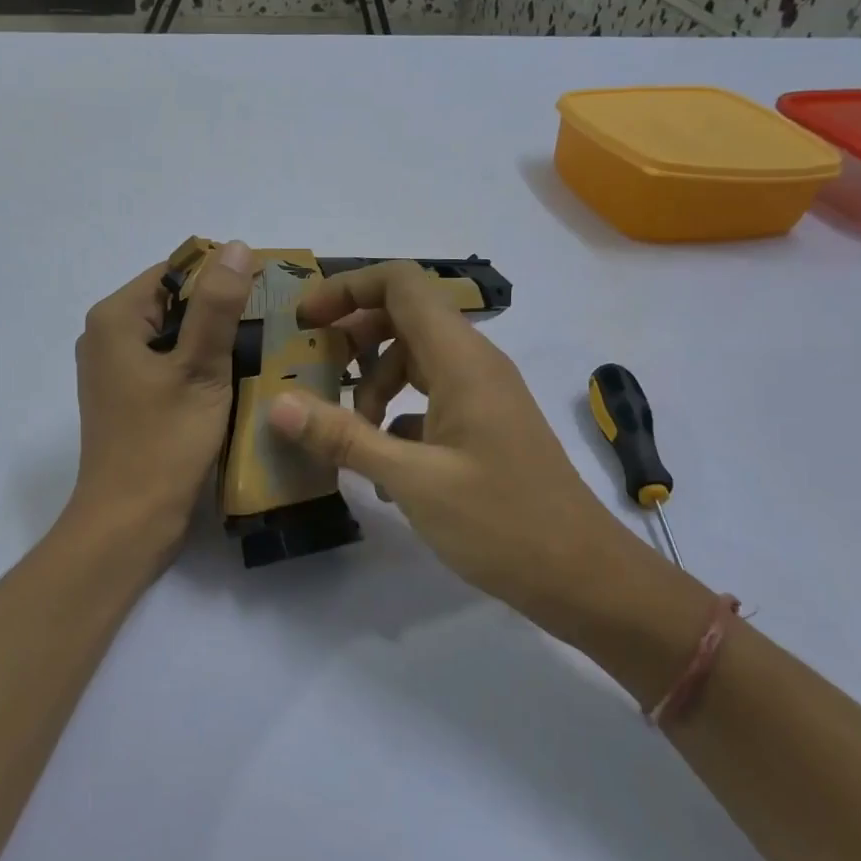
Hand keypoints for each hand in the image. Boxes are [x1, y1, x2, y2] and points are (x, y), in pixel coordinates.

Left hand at [68, 243, 254, 553]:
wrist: (129, 522)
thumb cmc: (164, 442)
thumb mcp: (199, 369)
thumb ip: (217, 306)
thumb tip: (237, 247)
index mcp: (116, 318)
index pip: (176, 270)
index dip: (222, 276)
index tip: (268, 295)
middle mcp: (106, 336)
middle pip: (173, 302)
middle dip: (220, 311)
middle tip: (272, 327)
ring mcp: (114, 370)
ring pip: (173, 336)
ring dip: (213, 342)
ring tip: (262, 352)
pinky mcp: (127, 398)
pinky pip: (168, 365)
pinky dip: (198, 367)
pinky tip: (233, 382)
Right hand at [265, 261, 631, 614]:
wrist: (582, 576)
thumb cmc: (501, 522)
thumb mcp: (412, 480)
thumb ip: (343, 437)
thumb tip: (277, 404)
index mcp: (461, 360)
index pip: (401, 285)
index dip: (348, 289)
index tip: (305, 320)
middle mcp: (474, 364)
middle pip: (404, 318)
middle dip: (353, 339)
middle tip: (313, 372)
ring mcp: (482, 396)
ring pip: (414, 362)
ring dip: (373, 387)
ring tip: (350, 436)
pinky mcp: (483, 427)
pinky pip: (428, 399)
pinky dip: (396, 418)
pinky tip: (381, 467)